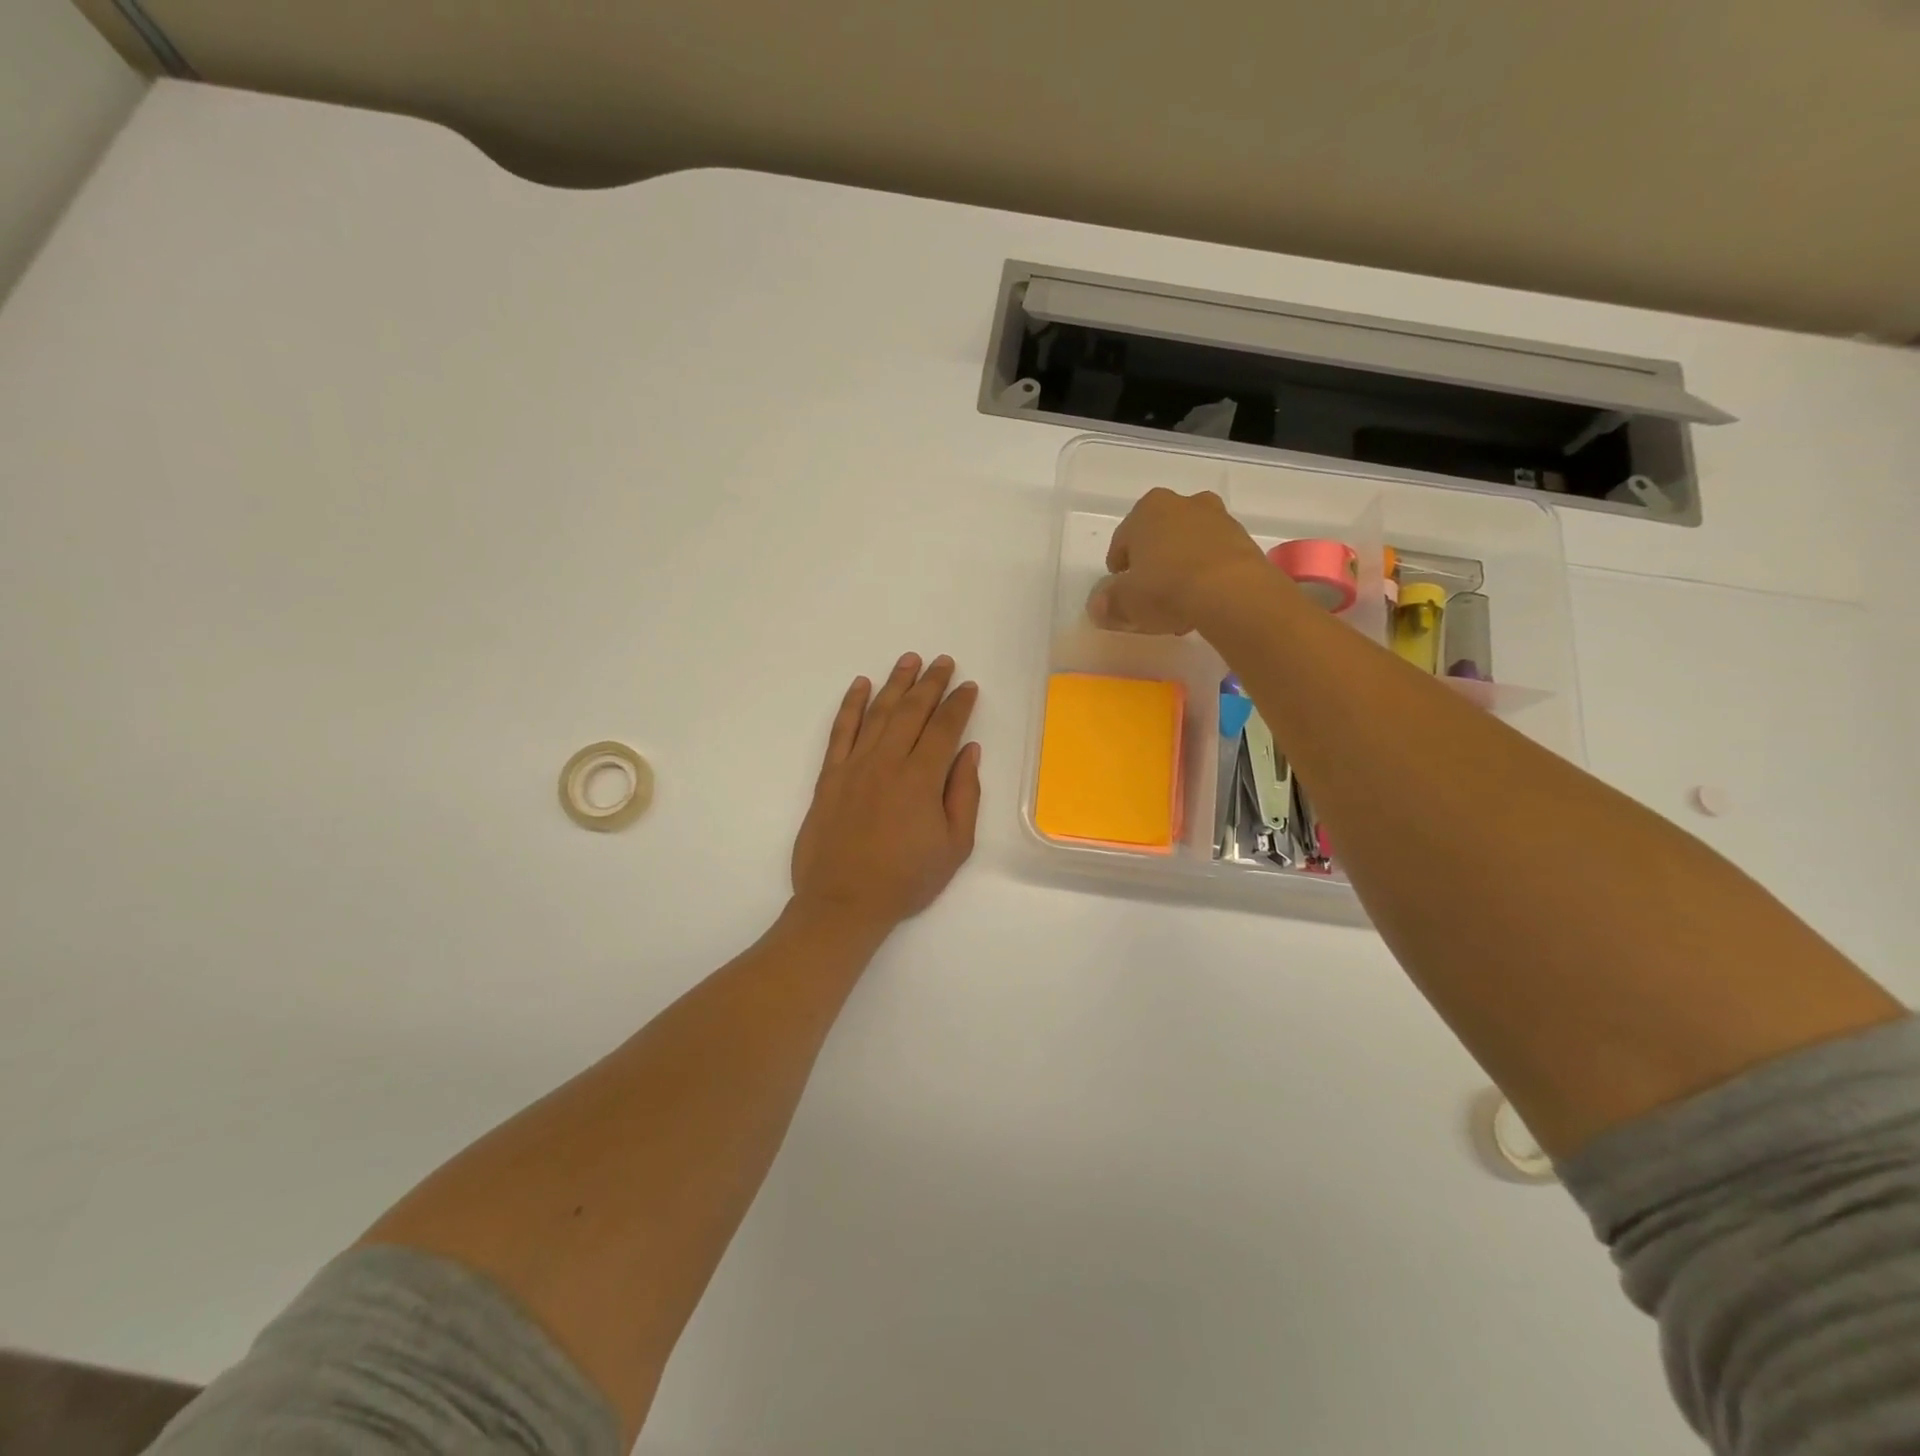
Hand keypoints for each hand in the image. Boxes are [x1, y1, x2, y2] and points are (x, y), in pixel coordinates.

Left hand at [790, 653, 981, 930]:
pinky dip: (851, 705)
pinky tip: (861, 685)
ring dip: (895, 683)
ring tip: (909, 660)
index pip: (944, 728)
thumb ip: (964, 794)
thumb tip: (969, 751)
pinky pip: (840, 731)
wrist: (843, 902)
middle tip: (943, 661)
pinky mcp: (829, 776)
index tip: (968, 687)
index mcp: (921, 779)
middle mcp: (887, 762)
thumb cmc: (906, 879)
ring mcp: (854, 766)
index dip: (958, 704)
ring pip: (878, 713)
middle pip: (912, 711)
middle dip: (930, 683)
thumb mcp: (954, 847)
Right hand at [1088, 488, 1272, 634]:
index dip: (1119, 568)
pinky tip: (1203, 603)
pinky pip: (1215, 558)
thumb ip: (1108, 603)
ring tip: (1179, 606)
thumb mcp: (1125, 602)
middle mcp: (1184, 504)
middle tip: (1150, 597)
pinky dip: (1207, 576)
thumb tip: (1098, 606)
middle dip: (1154, 564)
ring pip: (1190, 546)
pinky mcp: (1244, 540)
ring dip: (1182, 569)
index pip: (1123, 539)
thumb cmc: (1166, 588)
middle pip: (1160, 537)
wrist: (1232, 593)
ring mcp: (1219, 519)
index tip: (1120, 590)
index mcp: (1148, 508)